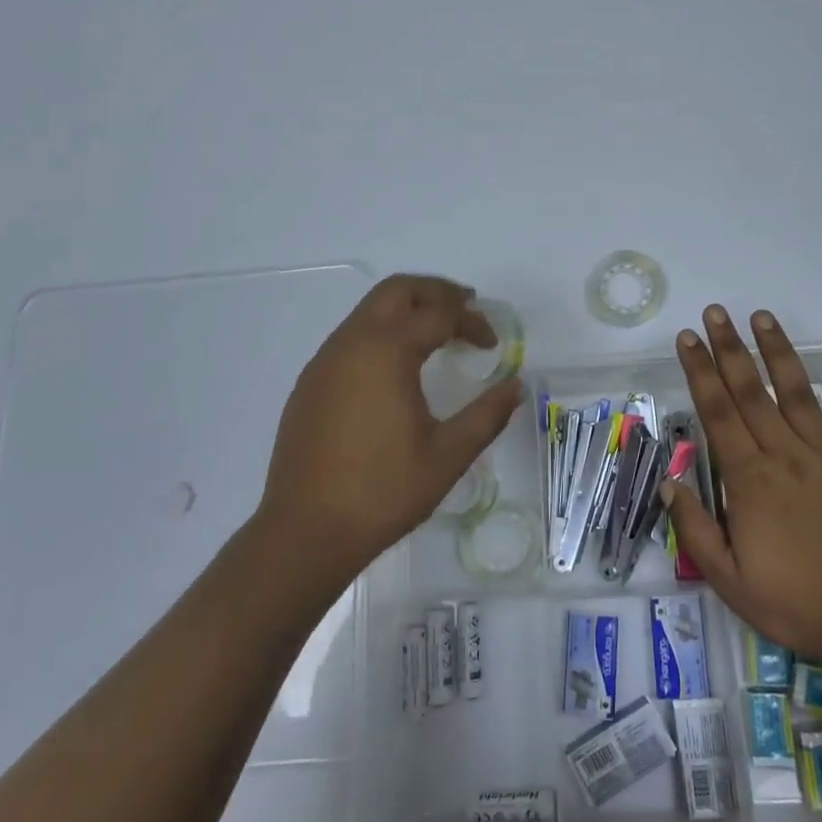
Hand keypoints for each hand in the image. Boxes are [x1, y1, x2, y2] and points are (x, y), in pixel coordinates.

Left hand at [257, 275, 522, 582]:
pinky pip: (350, 337)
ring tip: (436, 333)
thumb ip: (486, 415)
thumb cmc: (383, 491)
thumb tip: (515, 386)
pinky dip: (381, 332)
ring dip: (406, 309)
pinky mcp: (310, 382)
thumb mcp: (447, 456)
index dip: (472, 322)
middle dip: (436, 292)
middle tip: (467, 307)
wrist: (305, 531)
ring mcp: (324, 361)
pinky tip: (396, 367)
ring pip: (369, 310)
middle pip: (397, 290)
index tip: (492, 346)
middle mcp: (351, 343)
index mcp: (386, 352)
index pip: (438, 314)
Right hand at [663, 306, 821, 683]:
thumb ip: (695, 529)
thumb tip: (670, 484)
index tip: (688, 340)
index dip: (699, 372)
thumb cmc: (798, 604)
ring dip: (777, 352)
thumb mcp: (729, 580)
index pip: (717, 412)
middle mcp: (785, 454)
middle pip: (750, 391)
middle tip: (715, 313)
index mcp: (750, 479)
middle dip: (729, 349)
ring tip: (762, 317)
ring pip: (796, 393)